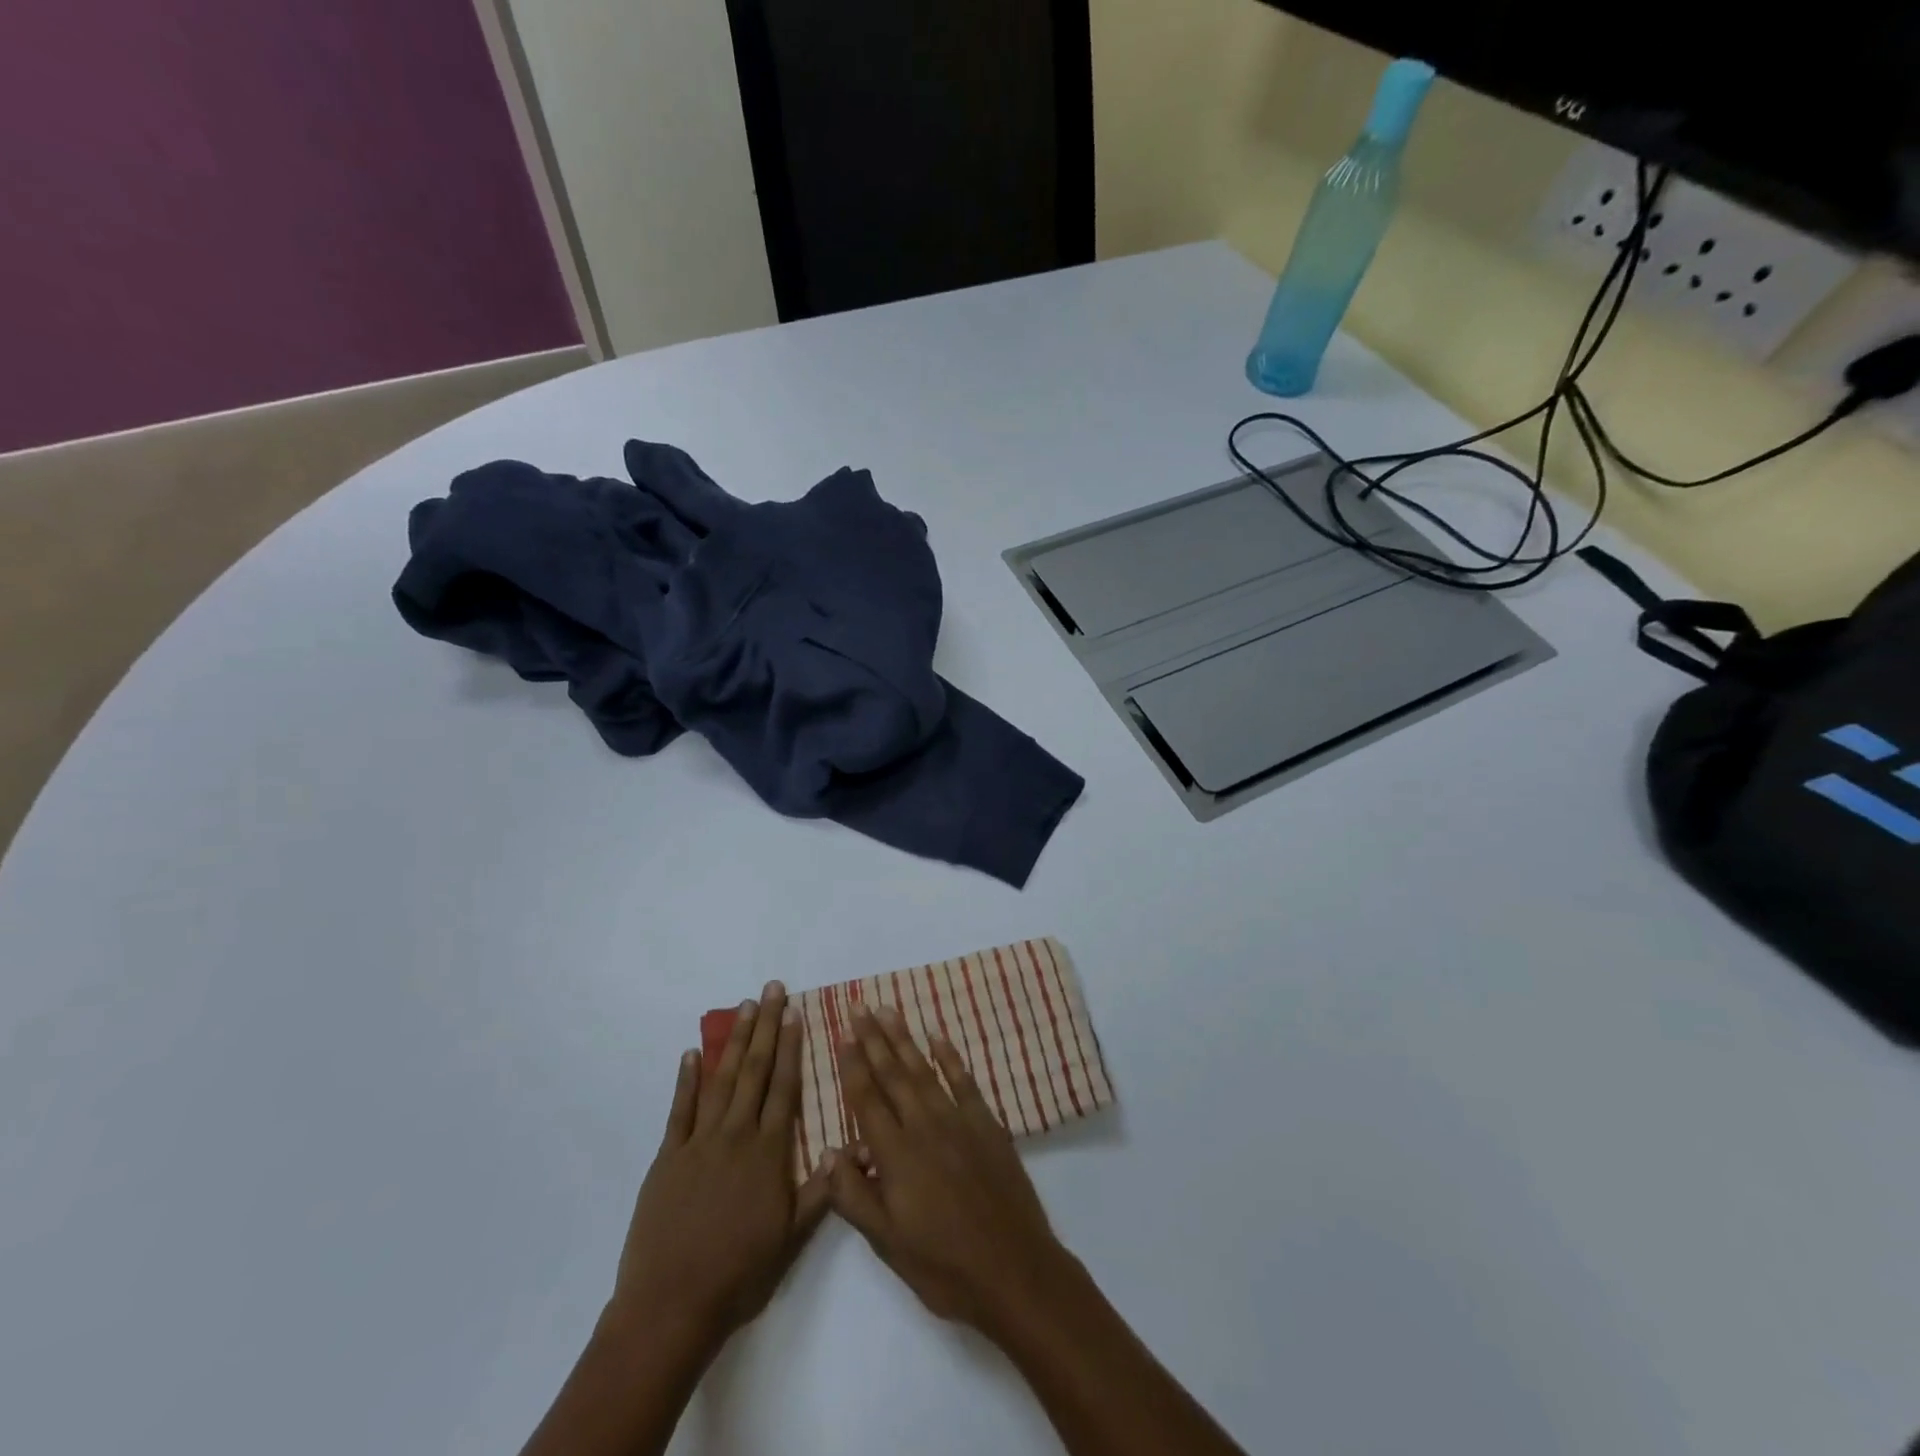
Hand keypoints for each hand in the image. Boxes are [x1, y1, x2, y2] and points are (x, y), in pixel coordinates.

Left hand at [607, 981, 829, 1354]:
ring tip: (745, 1007)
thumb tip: (854, 1147)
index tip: (796, 1014)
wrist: (671, 1306)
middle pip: (755, 1070)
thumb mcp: (791, 1238)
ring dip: (734, 1041)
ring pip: (721, 1080)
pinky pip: (680, 1110)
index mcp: (768, 1152)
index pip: (785, 1087)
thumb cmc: (739, 1274)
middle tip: (772, 989)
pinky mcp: (668, 1158)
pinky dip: (686, 1079)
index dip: (792, 1047)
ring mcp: (699, 1143)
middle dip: (766, 1027)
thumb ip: (822, 1189)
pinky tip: (693, 1053)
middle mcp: (736, 1135)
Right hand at [826, 1004, 1074, 1338]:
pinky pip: (963, 1080)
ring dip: (904, 1039)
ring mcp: (958, 1120)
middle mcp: (924, 1126)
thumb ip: (853, 1195)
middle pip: (893, 1074)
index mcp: (896, 1155)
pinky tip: (937, 1035)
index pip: (867, 1099)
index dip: (853, 1065)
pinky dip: (949, 1056)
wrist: (1013, 1269)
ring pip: (924, 1070)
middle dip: (873, 1039)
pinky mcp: (986, 1123)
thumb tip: (826, 1151)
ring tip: (887, 1010)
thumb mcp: (887, 1243)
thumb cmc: (943, 1265)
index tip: (842, 1034)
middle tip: (859, 1007)